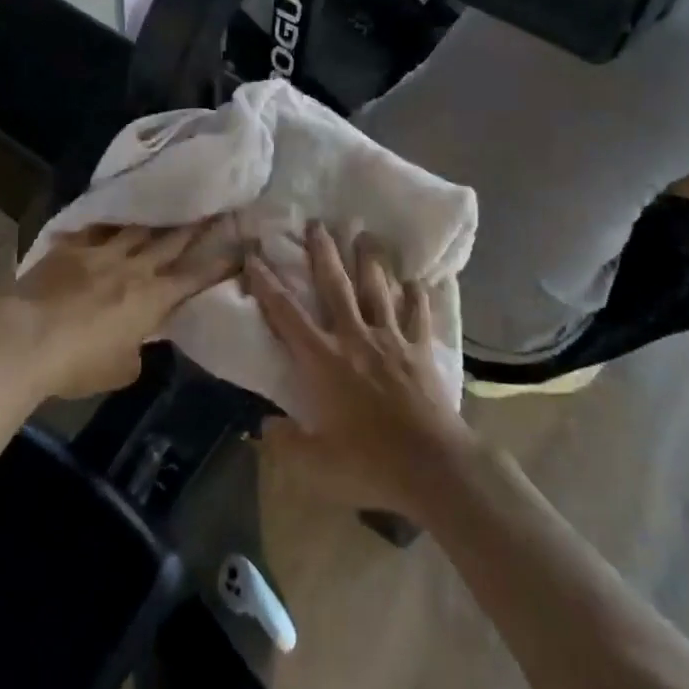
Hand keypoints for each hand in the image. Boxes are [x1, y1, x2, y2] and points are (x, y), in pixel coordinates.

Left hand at [0, 219, 238, 397]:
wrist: (25, 339)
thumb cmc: (77, 363)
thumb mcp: (120, 370)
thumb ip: (137, 350)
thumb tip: (138, 341)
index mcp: (152, 297)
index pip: (194, 276)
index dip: (218, 262)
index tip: (238, 247)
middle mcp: (133, 267)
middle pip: (171, 240)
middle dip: (196, 225)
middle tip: (215, 206)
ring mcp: (100, 252)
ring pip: (136, 228)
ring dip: (155, 218)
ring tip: (169, 202)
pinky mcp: (70, 247)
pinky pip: (95, 229)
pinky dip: (107, 224)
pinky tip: (111, 216)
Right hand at [246, 221, 479, 520]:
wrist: (433, 466)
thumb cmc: (369, 463)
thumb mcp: (315, 463)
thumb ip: (285, 442)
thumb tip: (262, 426)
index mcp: (323, 361)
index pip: (286, 313)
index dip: (266, 282)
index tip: (254, 254)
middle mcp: (354, 338)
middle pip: (335, 285)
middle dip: (323, 252)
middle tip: (317, 222)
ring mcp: (391, 339)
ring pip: (377, 289)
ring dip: (370, 259)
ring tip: (365, 233)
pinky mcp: (421, 349)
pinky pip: (418, 314)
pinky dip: (417, 295)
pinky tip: (417, 280)